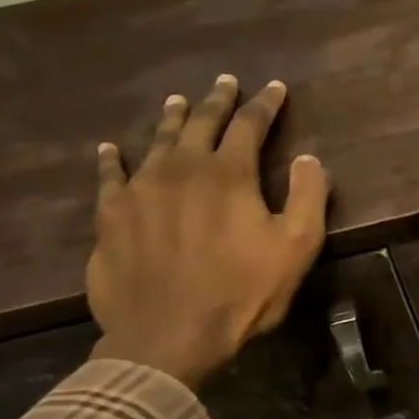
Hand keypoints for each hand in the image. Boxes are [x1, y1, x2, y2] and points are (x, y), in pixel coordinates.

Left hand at [87, 75, 329, 388]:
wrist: (168, 335)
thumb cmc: (242, 292)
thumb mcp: (297, 247)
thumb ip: (308, 196)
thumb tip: (308, 158)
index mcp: (229, 174)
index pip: (249, 125)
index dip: (265, 105)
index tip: (275, 89)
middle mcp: (181, 168)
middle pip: (201, 122)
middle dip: (217, 100)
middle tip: (225, 82)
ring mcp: (140, 189)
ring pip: (157, 141)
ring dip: (172, 119)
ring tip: (178, 101)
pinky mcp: (111, 215)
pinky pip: (110, 176)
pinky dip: (112, 158)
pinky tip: (111, 148)